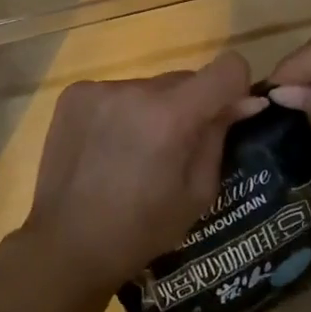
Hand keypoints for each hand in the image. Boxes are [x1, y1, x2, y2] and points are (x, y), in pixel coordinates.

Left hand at [22, 51, 267, 295]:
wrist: (67, 244)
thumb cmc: (141, 229)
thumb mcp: (197, 192)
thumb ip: (219, 137)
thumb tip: (244, 101)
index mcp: (172, 117)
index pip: (227, 67)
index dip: (235, 86)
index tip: (228, 112)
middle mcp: (136, 90)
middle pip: (184, 79)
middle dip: (190, 106)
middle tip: (175, 147)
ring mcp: (100, 89)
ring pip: (148, 87)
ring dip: (153, 110)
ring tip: (134, 153)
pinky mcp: (75, 94)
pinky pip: (116, 92)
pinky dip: (121, 112)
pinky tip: (106, 147)